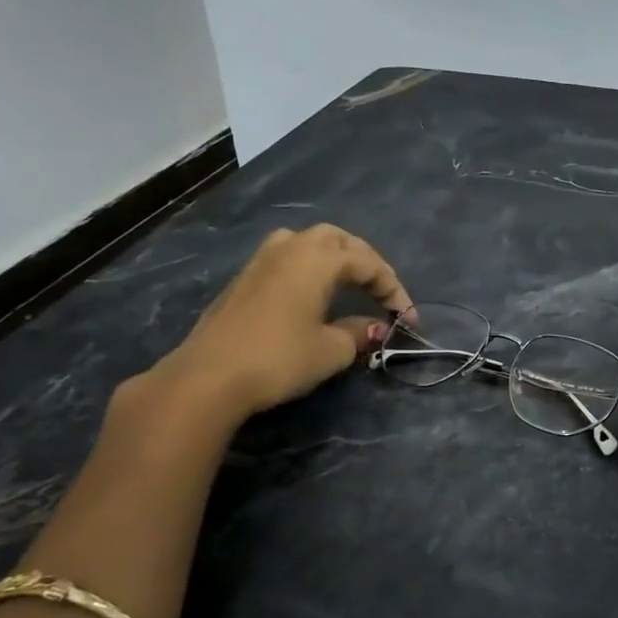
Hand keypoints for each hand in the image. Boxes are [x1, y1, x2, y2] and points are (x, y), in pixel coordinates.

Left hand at [152, 224, 409, 422]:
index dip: (394, 290)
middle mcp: (290, 247)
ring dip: (335, 259)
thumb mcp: (332, 350)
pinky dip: (311, 269)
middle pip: (338, 240)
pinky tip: (314, 293)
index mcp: (317, 258)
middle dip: (366, 262)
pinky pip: (288, 259)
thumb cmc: (280, 358)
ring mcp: (262, 260)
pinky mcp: (244, 279)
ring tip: (350, 284)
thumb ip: (358, 332)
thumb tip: (374, 327)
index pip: (369, 264)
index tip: (408, 321)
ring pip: (308, 243)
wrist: (209, 376)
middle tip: (382, 292)